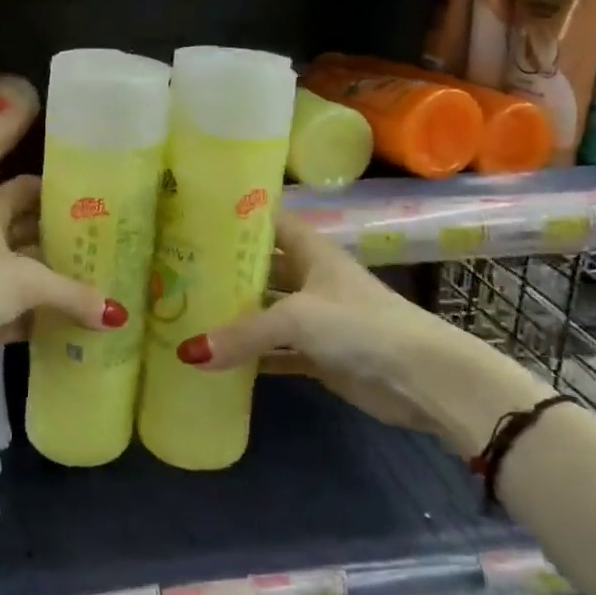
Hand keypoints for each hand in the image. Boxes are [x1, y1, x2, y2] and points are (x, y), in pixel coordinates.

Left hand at [0, 176, 124, 385]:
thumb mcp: (25, 281)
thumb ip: (72, 294)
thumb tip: (118, 314)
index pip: (28, 190)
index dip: (59, 192)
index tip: (98, 201)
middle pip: (33, 235)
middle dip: (68, 243)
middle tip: (112, 249)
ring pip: (30, 278)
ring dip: (60, 285)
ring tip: (107, 285)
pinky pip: (23, 315)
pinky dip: (47, 321)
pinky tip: (81, 326)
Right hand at [171, 211, 544, 454]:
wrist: (423, 378)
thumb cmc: (361, 325)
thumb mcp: (297, 318)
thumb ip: (243, 334)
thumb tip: (187, 353)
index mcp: (309, 250)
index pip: (266, 221)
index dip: (234, 215)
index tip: (190, 216)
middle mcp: (309, 277)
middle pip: (258, 267)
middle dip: (222, 270)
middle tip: (173, 269)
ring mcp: (313, 317)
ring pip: (263, 311)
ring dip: (232, 315)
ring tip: (182, 311)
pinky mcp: (316, 354)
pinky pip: (273, 350)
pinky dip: (249, 356)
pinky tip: (214, 360)